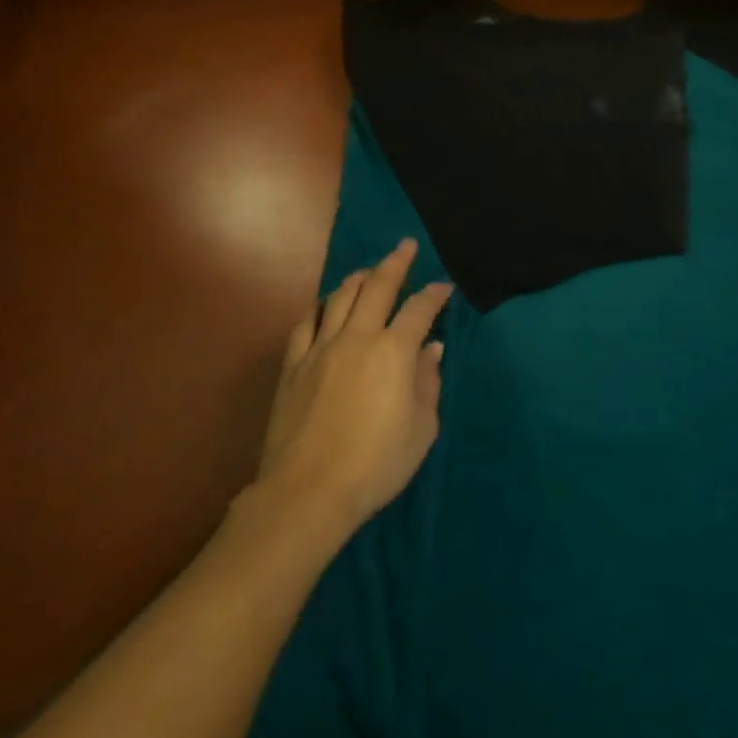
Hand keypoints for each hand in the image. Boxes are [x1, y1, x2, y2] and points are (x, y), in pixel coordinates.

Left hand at [258, 239, 452, 532]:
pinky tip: (324, 306)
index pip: (419, 309)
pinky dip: (319, 308)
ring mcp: (320, 348)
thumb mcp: (421, 428)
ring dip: (358, 278)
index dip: (434, 294)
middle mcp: (357, 337)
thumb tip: (431, 349)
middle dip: (395, 262)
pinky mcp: (294, 365)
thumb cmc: (376, 463)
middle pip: (377, 287)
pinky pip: (306, 324)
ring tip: (368, 271)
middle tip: (405, 246)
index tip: (444, 286)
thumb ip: (428, 382)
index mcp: (393, 351)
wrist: (308, 491)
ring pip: (339, 297)